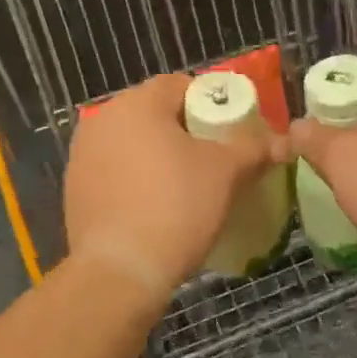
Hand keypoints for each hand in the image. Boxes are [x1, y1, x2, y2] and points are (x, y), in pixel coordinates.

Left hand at [64, 73, 283, 302]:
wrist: (120, 272)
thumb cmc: (176, 207)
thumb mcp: (225, 173)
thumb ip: (254, 148)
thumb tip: (282, 142)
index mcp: (137, 103)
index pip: (180, 85)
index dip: (211, 103)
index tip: (230, 130)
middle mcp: (102, 119)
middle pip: (154, 113)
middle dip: (185, 131)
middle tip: (213, 158)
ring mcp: (82, 155)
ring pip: (133, 143)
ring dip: (158, 155)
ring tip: (186, 185)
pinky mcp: (74, 189)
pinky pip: (115, 171)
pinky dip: (136, 179)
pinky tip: (155, 206)